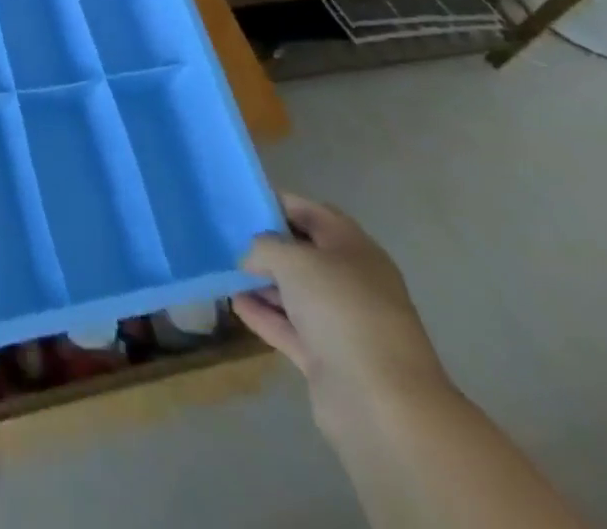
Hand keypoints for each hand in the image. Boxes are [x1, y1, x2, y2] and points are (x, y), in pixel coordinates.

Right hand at [232, 193, 449, 417]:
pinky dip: (264, 315)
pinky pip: (290, 327)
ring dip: (263, 282)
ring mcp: (341, 323)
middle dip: (268, 245)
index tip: (242, 202)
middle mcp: (351, 281)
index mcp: (354, 248)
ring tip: (225, 270)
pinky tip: (235, 304)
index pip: (312, 212)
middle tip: (228, 237)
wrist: (381, 402)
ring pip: (296, 292)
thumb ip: (264, 247)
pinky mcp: (329, 359)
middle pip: (303, 253)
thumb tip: (251, 258)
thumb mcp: (293, 260)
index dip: (278, 203)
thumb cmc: (341, 309)